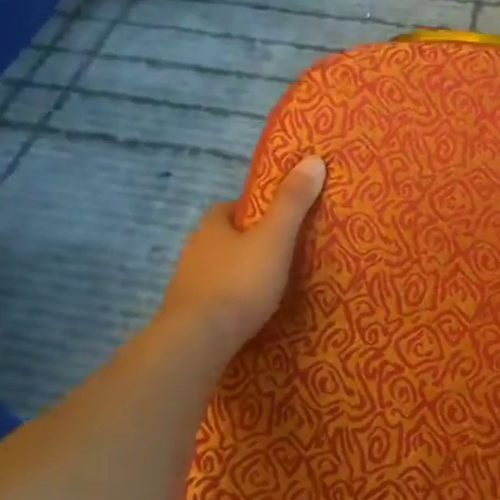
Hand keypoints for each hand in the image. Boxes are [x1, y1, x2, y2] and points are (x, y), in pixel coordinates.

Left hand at [159, 156, 325, 358]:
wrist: (198, 340)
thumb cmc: (239, 282)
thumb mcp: (275, 238)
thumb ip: (293, 202)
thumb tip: (313, 159)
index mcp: (212, 227)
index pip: (230, 208)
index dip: (253, 211)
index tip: (277, 219)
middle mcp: (194, 250)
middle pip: (223, 239)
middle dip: (246, 243)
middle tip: (279, 253)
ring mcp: (187, 285)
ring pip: (216, 269)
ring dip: (237, 273)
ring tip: (269, 285)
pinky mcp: (187, 315)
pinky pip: (213, 299)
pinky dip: (230, 301)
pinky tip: (247, 313)